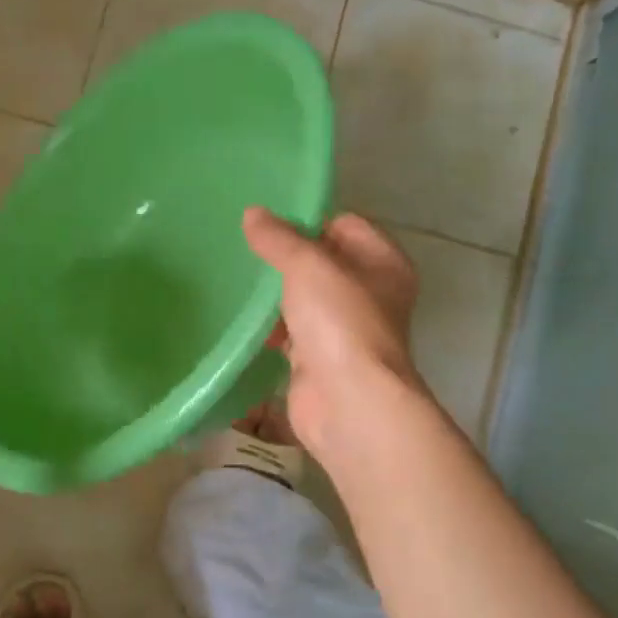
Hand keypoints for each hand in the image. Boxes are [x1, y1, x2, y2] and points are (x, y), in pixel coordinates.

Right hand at [242, 207, 425, 459]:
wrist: (348, 403)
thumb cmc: (340, 322)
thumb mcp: (307, 266)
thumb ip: (279, 238)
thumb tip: (252, 214)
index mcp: (382, 263)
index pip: (345, 224)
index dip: (309, 219)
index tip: (267, 220)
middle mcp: (369, 293)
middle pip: (323, 262)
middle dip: (286, 256)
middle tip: (244, 245)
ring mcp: (344, 329)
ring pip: (304, 298)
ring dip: (274, 293)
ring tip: (235, 276)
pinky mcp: (319, 359)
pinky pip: (290, 332)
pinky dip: (269, 327)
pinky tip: (241, 318)